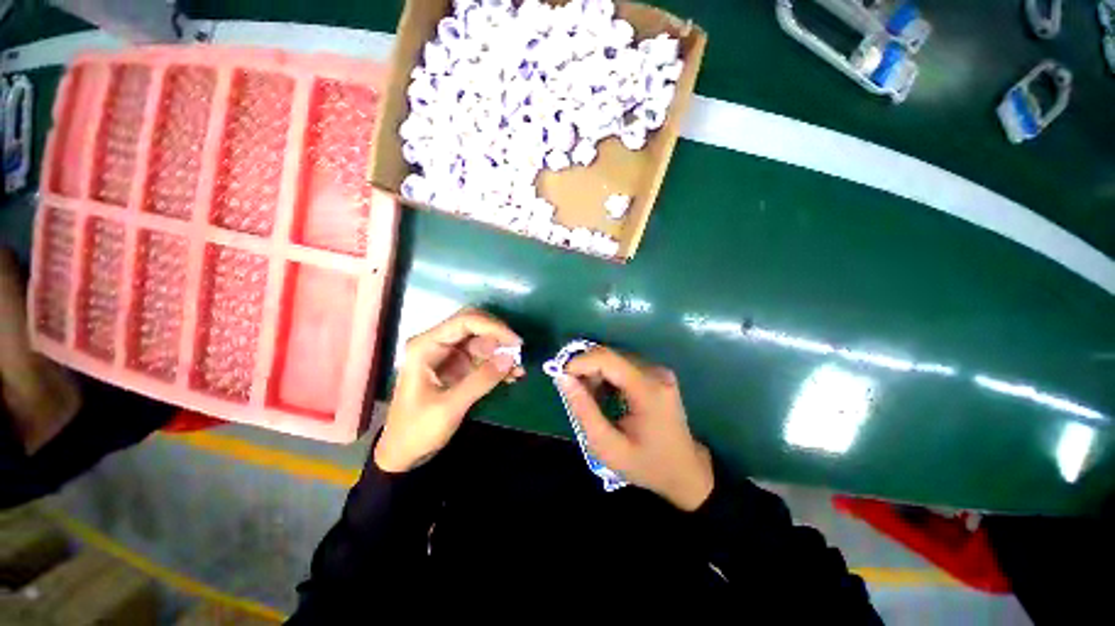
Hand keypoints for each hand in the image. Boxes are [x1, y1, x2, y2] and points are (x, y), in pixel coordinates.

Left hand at [374, 309, 523, 472]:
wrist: (403, 453)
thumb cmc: (417, 430)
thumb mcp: (449, 407)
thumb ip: (481, 380)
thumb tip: (510, 358)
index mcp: (426, 346)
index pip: (465, 321)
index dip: (493, 326)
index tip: (515, 342)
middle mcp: (438, 344)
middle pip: (475, 326)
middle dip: (499, 336)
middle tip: (519, 352)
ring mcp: (449, 355)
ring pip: (482, 341)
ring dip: (502, 352)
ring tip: (519, 369)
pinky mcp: (459, 368)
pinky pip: (484, 358)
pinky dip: (498, 364)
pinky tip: (512, 376)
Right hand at [558, 346, 713, 510]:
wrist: (685, 472)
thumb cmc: (646, 465)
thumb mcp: (607, 447)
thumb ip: (583, 410)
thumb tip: (562, 378)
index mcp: (647, 390)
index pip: (607, 359)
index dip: (579, 362)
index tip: (559, 376)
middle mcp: (655, 372)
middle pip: (610, 356)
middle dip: (585, 369)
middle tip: (573, 393)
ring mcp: (658, 371)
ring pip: (614, 359)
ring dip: (595, 373)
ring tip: (589, 399)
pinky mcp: (656, 373)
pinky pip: (623, 365)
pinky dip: (607, 376)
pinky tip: (604, 396)